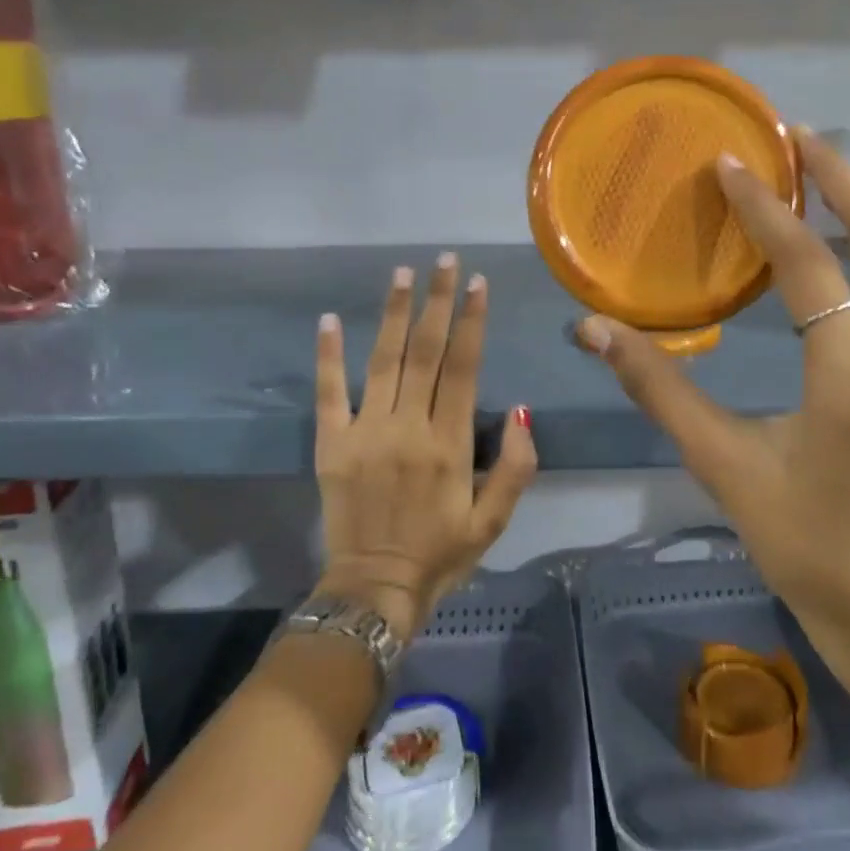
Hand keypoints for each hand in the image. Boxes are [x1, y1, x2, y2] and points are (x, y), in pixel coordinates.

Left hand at [314, 255, 536, 640]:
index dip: (473, 321)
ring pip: (382, 360)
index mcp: (450, 443)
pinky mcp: (331, 445)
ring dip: (393, 314)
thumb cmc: (442, 554)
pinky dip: (328, 356)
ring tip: (401, 273)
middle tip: (444, 261)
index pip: (464, 367)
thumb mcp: (494, 521)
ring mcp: (365, 433)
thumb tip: (522, 412)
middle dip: (438, 302)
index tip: (479, 283)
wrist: (374, 590)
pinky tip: (328, 321)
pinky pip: (328, 393)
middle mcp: (408, 427)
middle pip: (426, 352)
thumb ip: (516, 467)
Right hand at [572, 129, 849, 734]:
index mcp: (849, 379)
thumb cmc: (800, 539)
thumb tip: (593, 330)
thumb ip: (658, 388)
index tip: (731, 164)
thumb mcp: (721, 463)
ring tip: (840, 170)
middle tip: (793, 138)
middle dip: (837, 180)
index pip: (807, 266)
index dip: (764, 210)